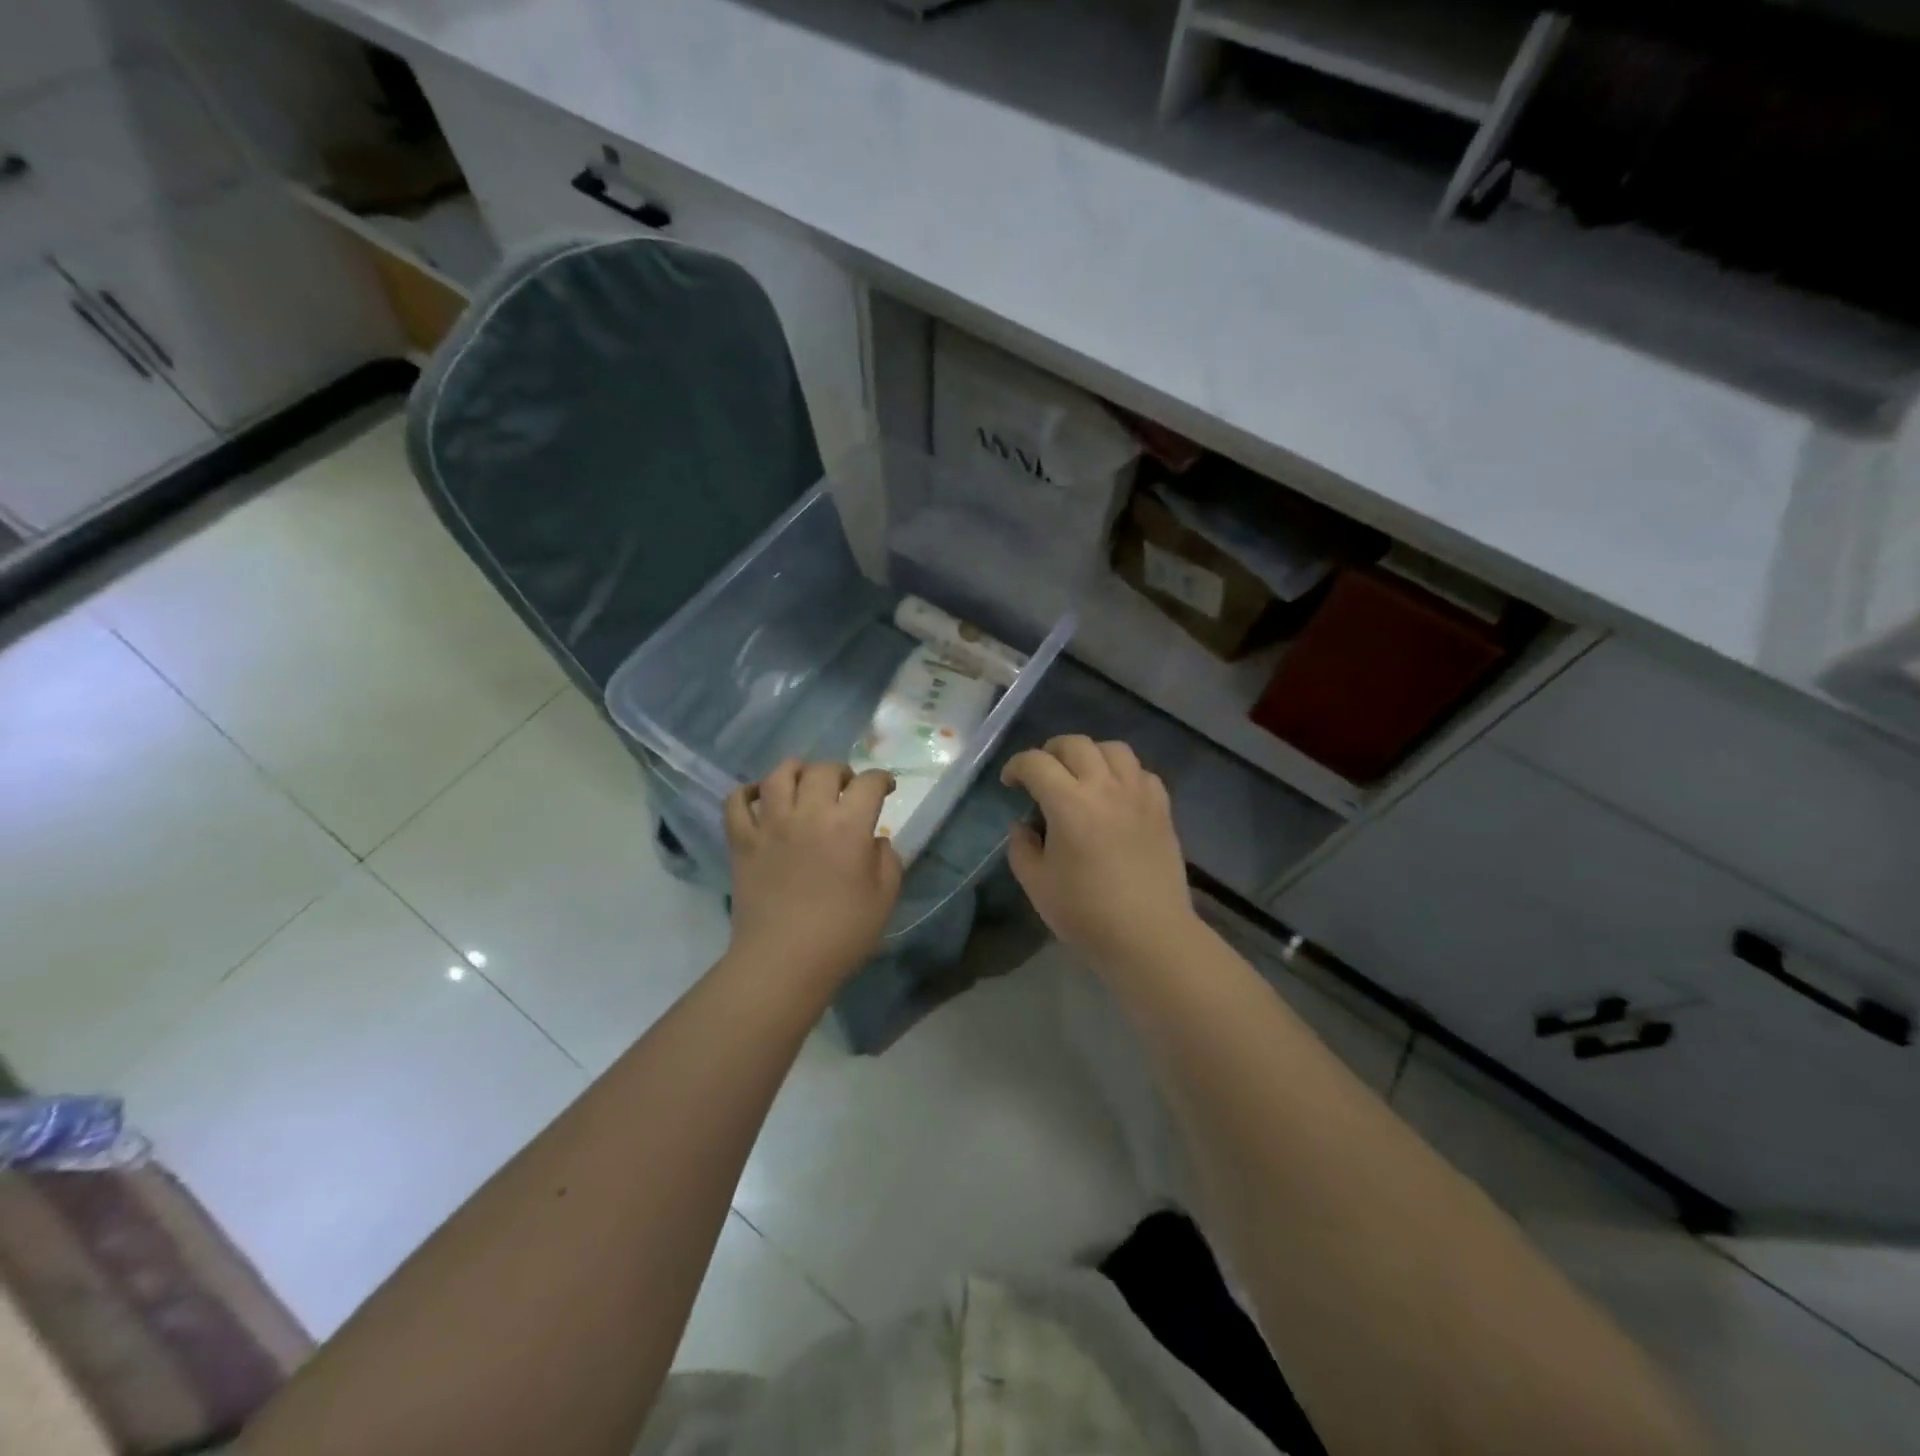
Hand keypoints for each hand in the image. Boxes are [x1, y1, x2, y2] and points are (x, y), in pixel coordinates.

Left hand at [724, 760, 903, 984]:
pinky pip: (736, 802)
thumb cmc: (841, 934)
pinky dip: (747, 793)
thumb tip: (874, 840)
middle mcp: (808, 814)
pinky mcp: (741, 841)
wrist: (783, 962)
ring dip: (797, 770)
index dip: (882, 779)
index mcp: (848, 826)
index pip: (869, 783)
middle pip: (823, 770)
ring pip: (779, 775)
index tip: (886, 788)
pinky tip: (759, 797)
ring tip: (805, 782)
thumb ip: (887, 859)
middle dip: (841, 772)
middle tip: (847, 787)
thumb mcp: (884, 897)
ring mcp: (770, 825)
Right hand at [999, 735, 1198, 968]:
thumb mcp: (1036, 884)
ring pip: (1114, 749)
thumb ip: (1022, 847)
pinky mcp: (1162, 808)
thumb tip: (1023, 825)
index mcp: (1069, 803)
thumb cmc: (1086, 913)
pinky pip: (1142, 772)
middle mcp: (1105, 787)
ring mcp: (1138, 795)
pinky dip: (1124, 773)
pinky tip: (1116, 794)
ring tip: (1082, 776)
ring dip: (1091, 754)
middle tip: (1042, 774)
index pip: (1036, 762)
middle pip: (1075, 744)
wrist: (1148, 935)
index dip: (1016, 766)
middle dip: (1051, 751)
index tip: (1010, 783)